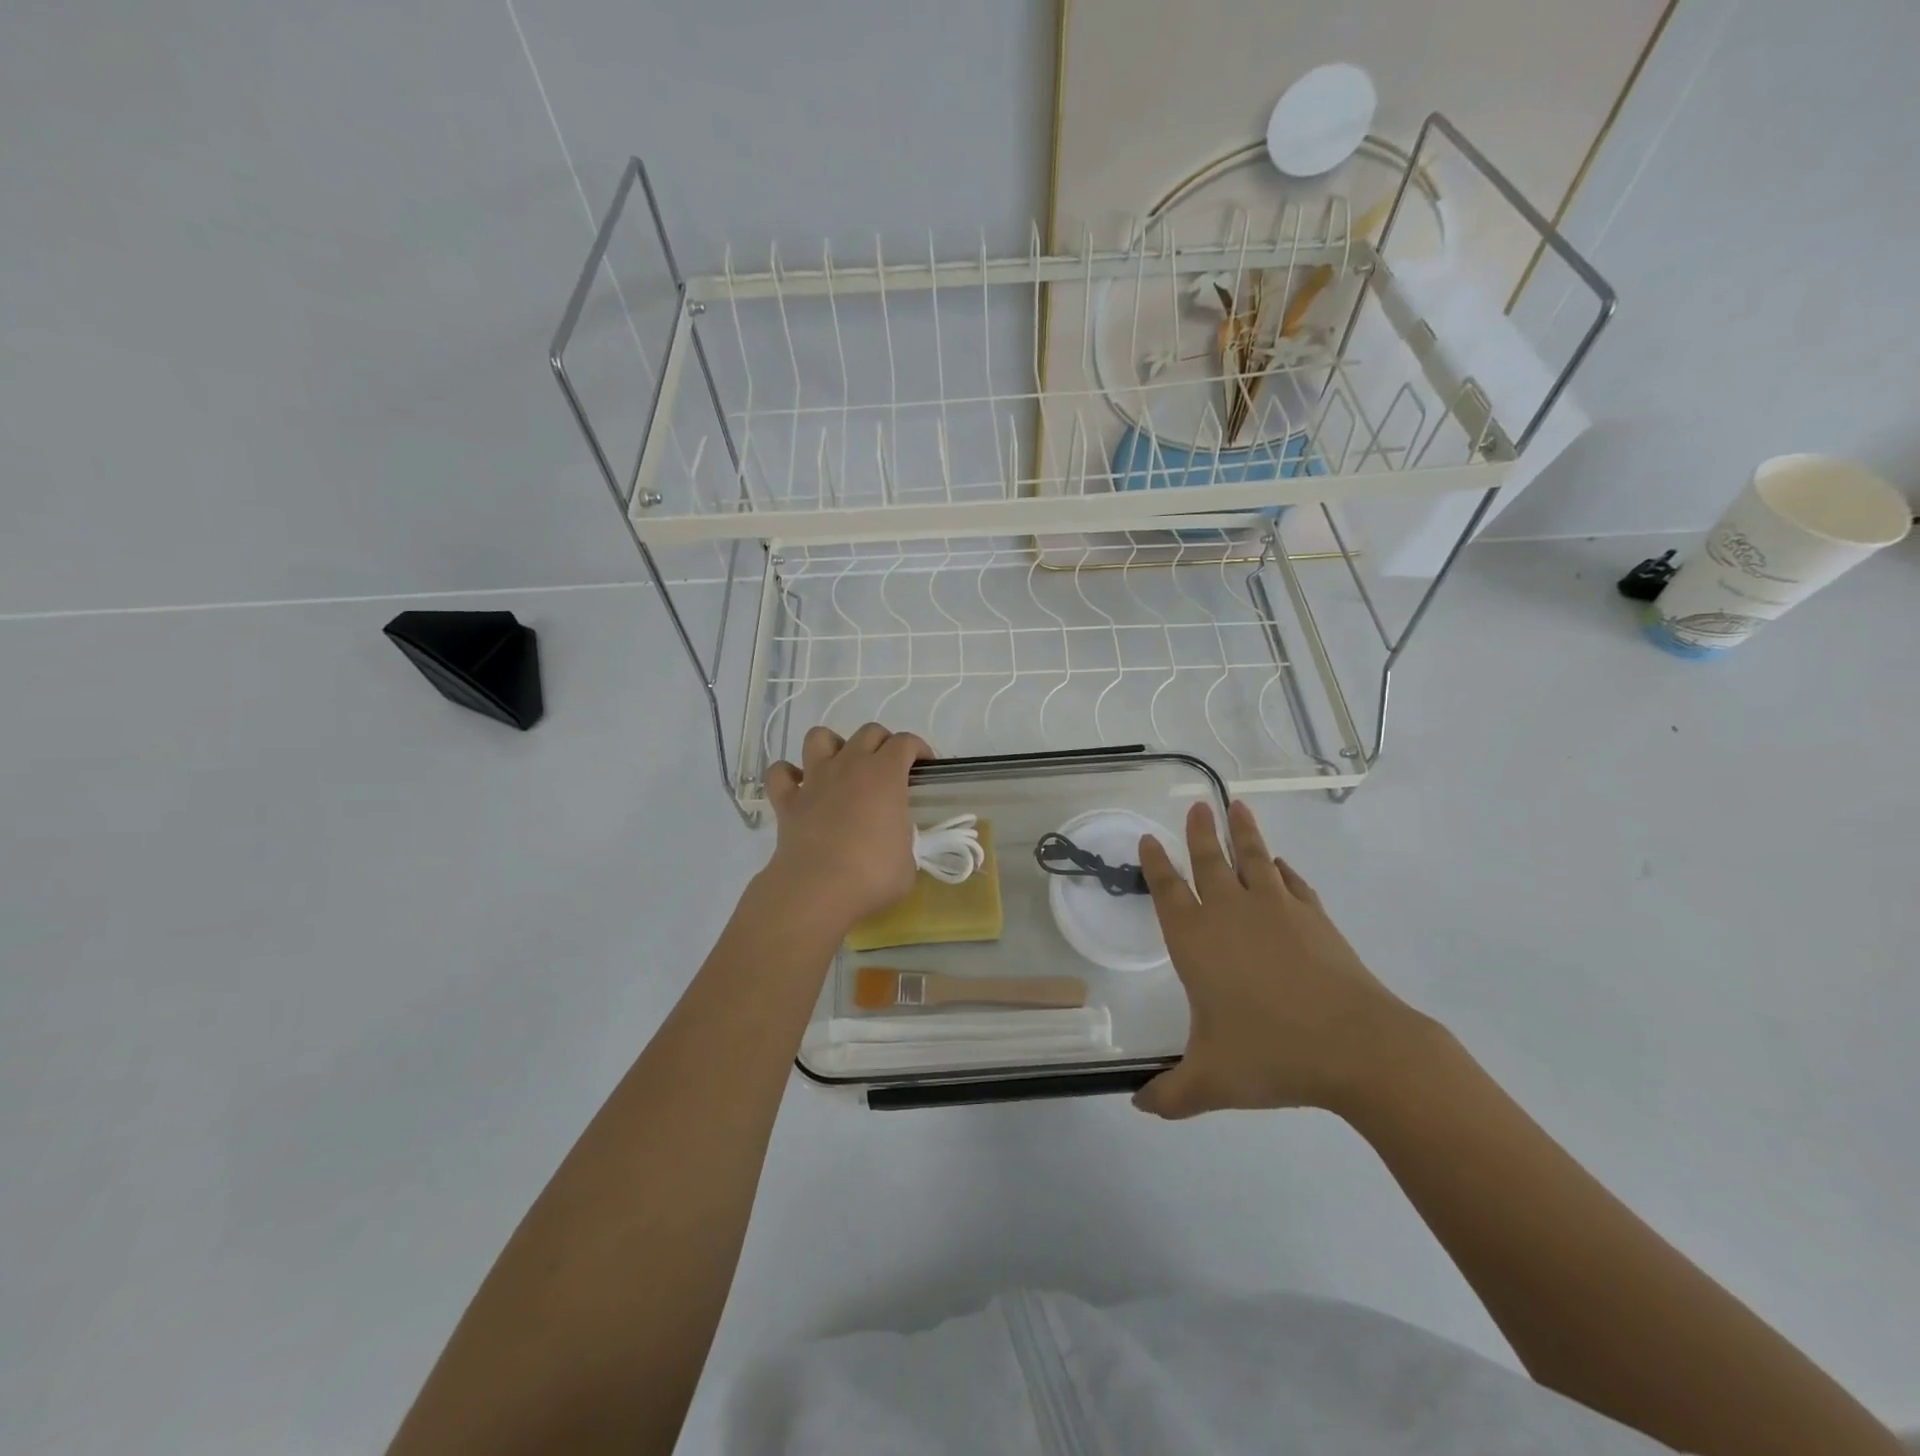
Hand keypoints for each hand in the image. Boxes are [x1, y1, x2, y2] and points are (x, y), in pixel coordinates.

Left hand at [761, 723, 931, 934]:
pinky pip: (780, 773)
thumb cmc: (871, 876)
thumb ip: (904, 840)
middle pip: (868, 732)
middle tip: (889, 769)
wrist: (817, 891)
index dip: (918, 749)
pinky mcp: (787, 800)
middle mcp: (849, 766)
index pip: (905, 742)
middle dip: (882, 744)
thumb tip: (894, 841)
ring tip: (842, 767)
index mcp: (885, 775)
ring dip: (833, 746)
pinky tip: (800, 787)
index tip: (924, 767)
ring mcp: (815, 779)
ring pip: (819, 737)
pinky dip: (788, 775)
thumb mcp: (907, 861)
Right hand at [1132, 800, 1425, 1119]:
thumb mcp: (1211, 1082)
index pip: (1168, 892)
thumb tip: (1139, 1105)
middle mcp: (1231, 915)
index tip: (1150, 840)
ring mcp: (1277, 911)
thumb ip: (1171, 1094)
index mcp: (1197, 942)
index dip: (1156, 865)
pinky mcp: (1315, 918)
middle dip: (1199, 833)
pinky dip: (1283, 870)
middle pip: (1209, 862)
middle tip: (1195, 805)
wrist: (1358, 1047)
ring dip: (1242, 833)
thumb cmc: (1273, 1055)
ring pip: (1253, 860)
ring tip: (1236, 806)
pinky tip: (1280, 866)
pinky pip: (1292, 883)